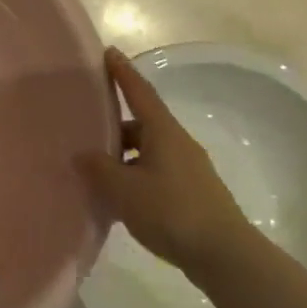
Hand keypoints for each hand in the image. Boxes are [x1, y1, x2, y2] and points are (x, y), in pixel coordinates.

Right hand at [77, 48, 257, 282]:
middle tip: (86, 127)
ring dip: (124, 155)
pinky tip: (120, 196)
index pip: (139, 92)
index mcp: (163, 132)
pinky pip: (156, 172)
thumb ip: (98, 168)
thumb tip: (81, 154)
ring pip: (148, 150)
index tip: (109, 51)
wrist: (225, 256)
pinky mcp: (192, 193)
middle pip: (142, 123)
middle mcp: (178, 143)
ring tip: (97, 170)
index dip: (122, 72)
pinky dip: (135, 176)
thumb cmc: (171, 211)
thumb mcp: (124, 189)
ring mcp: (189, 169)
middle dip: (115, 124)